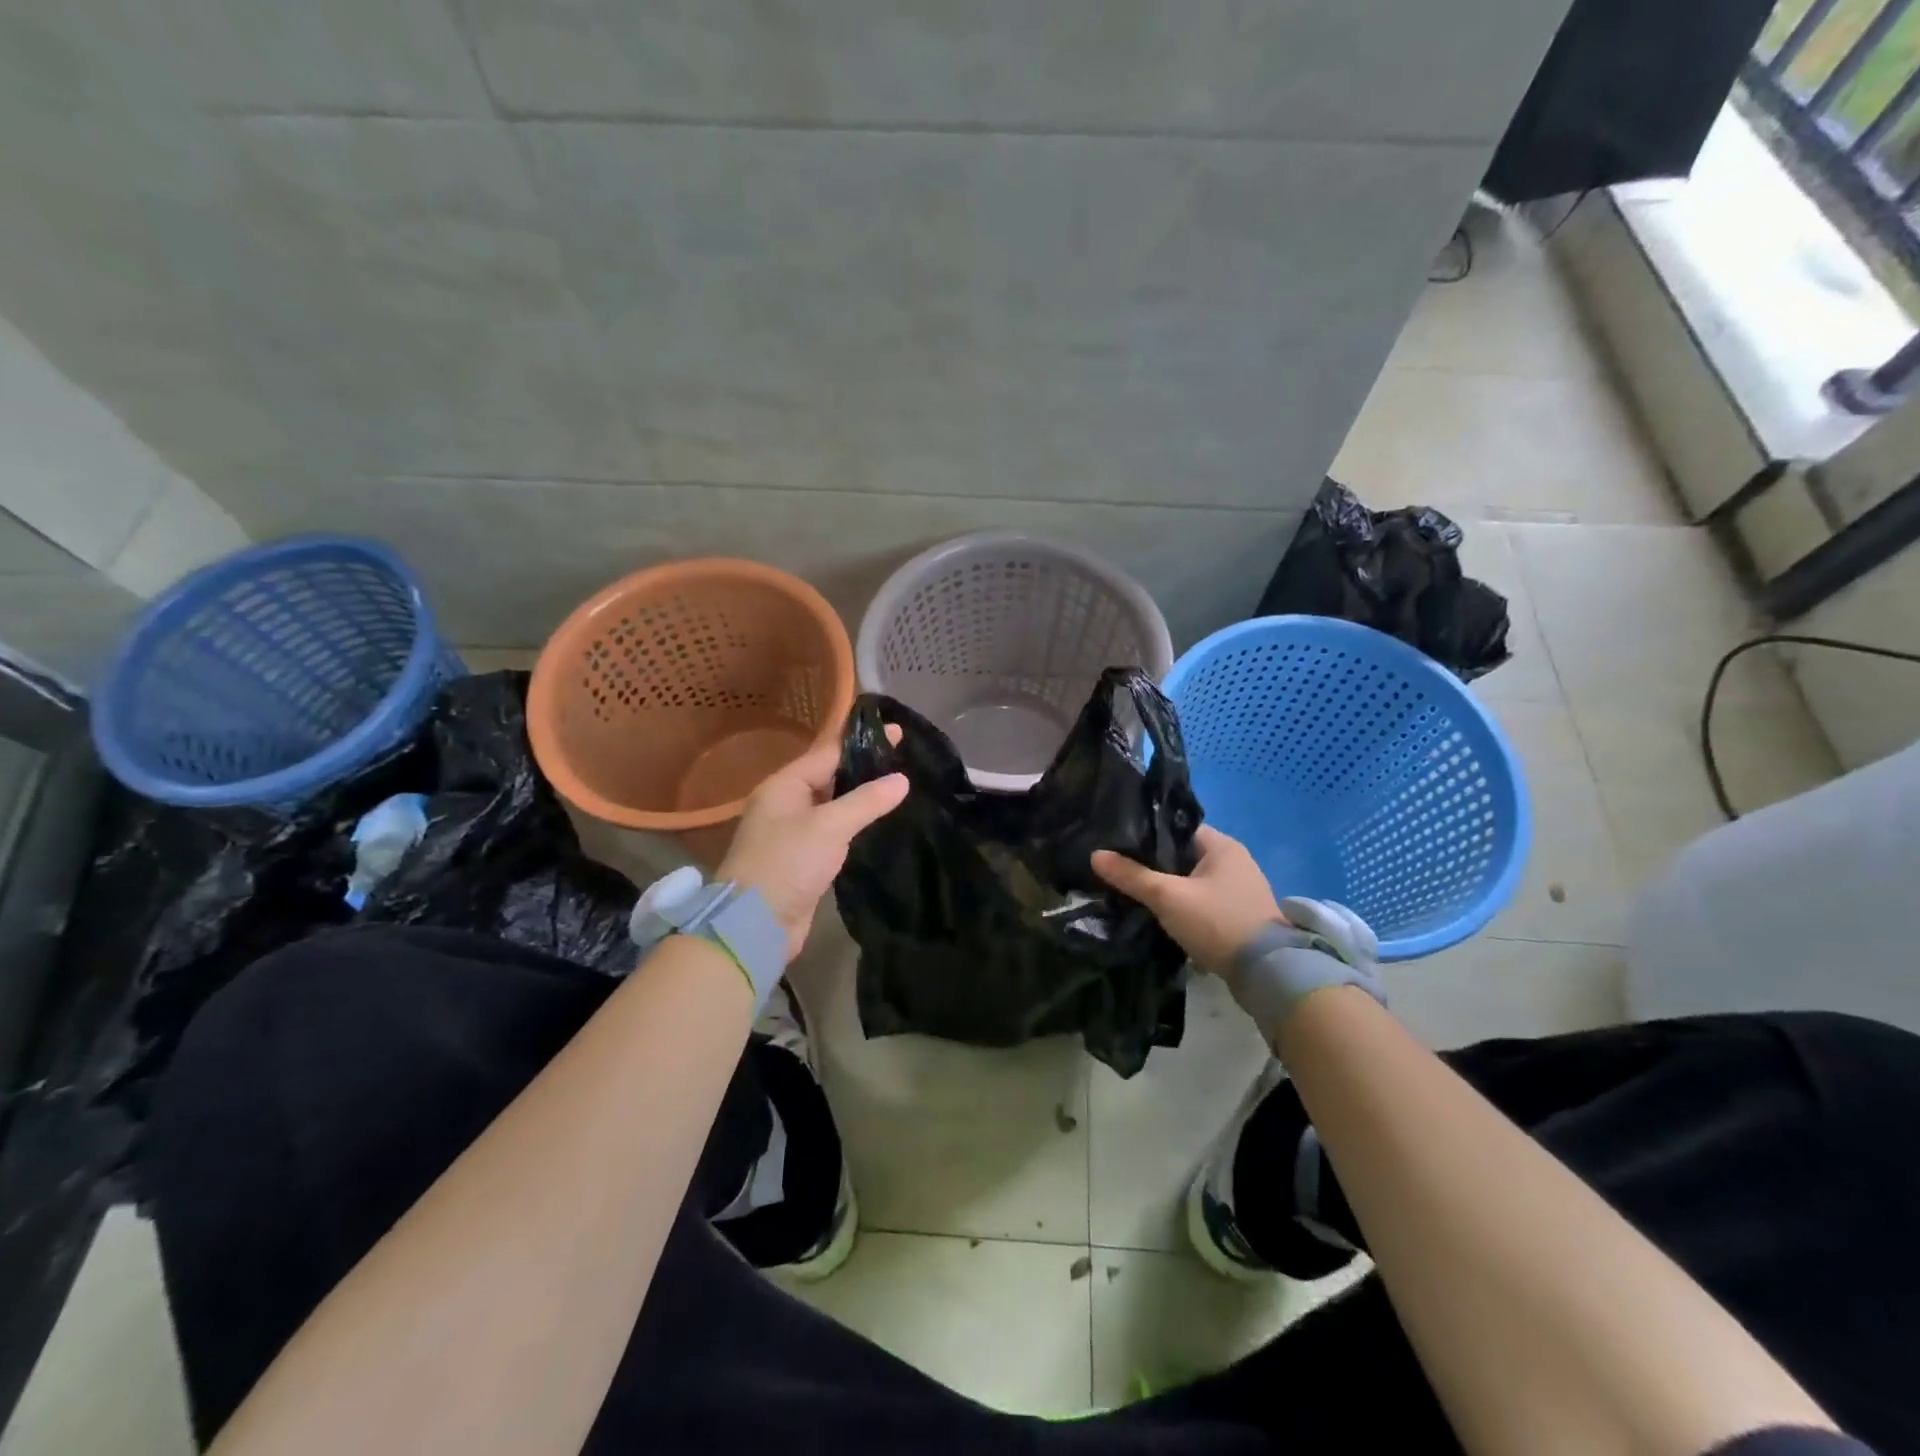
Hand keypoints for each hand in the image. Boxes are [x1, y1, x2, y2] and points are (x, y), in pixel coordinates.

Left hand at [718, 732, 907, 962]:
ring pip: (832, 806)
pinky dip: (853, 825)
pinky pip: (832, 832)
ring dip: (860, 798)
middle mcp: (785, 804)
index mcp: (784, 786)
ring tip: (898, 788)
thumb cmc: (788, 863)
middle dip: (864, 768)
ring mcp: (792, 833)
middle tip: (904, 760)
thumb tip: (902, 779)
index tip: (897, 732)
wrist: (755, 924)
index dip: (863, 742)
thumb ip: (866, 801)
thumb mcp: (829, 827)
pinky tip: (877, 823)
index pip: (828, 753)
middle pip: (830, 777)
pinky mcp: (802, 860)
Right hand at [1091, 825, 1283, 975]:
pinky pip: (1203, 900)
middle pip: (1183, 855)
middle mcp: (1235, 861)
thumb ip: (1131, 876)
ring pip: (1192, 880)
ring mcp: (1240, 889)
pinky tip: (1162, 914)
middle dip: (1154, 864)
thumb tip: (1095, 855)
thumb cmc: (1216, 922)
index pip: (1176, 829)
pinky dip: (1184, 904)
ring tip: (1136, 892)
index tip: (1119, 846)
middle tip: (1122, 870)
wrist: (1266, 973)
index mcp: (1222, 845)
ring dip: (1169, 887)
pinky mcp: (1240, 914)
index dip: (1147, 835)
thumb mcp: (1167, 897)